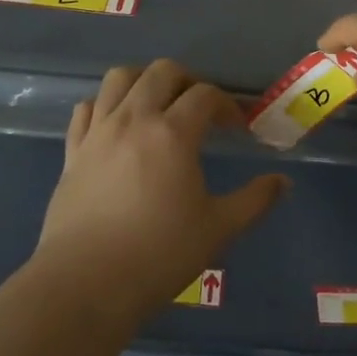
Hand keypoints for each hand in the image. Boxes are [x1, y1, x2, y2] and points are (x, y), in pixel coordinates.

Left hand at [34, 60, 286, 326]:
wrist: (85, 283)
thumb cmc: (159, 255)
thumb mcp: (218, 229)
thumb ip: (255, 200)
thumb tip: (283, 182)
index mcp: (173, 133)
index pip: (205, 95)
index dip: (226, 105)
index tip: (237, 127)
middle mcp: (134, 120)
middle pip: (162, 72)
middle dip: (188, 81)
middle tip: (200, 109)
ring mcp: (99, 132)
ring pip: (119, 78)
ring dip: (144, 81)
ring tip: (158, 105)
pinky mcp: (73, 151)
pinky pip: (87, 108)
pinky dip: (106, 105)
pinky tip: (117, 126)